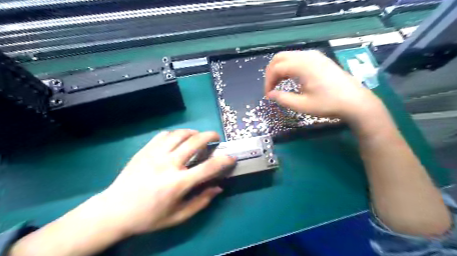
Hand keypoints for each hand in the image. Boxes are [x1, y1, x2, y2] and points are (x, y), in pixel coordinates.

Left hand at [100, 131, 235, 236]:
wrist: (114, 211)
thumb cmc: (149, 217)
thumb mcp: (178, 216)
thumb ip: (201, 201)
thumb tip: (218, 187)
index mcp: (178, 183)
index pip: (208, 167)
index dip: (224, 160)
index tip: (231, 157)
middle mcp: (168, 164)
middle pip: (195, 142)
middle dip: (210, 136)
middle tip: (216, 137)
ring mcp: (155, 154)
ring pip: (180, 134)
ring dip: (193, 132)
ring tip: (198, 136)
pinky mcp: (145, 150)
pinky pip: (164, 135)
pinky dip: (176, 134)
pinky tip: (178, 139)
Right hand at [265, 51, 382, 122]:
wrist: (355, 101)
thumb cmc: (328, 104)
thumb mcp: (302, 105)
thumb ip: (283, 99)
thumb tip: (270, 95)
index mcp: (303, 66)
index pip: (276, 68)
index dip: (268, 82)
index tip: (268, 95)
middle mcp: (307, 56)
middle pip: (279, 57)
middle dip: (271, 72)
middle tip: (271, 88)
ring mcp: (315, 56)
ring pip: (288, 56)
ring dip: (279, 69)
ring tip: (279, 85)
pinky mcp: (319, 59)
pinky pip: (297, 58)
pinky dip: (289, 67)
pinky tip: (291, 79)